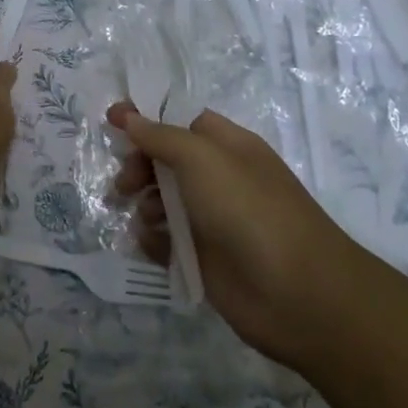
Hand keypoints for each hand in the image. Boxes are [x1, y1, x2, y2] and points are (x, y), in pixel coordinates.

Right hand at [107, 103, 364, 366]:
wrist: (296, 293)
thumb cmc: (248, 209)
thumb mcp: (202, 158)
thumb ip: (160, 136)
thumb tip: (127, 114)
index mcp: (227, 146)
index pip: (181, 120)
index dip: (146, 117)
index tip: (111, 120)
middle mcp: (219, 178)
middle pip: (165, 159)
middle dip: (138, 165)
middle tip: (124, 183)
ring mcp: (211, 219)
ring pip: (161, 200)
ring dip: (143, 203)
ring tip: (144, 217)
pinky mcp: (203, 258)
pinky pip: (165, 240)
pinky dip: (153, 239)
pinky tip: (151, 243)